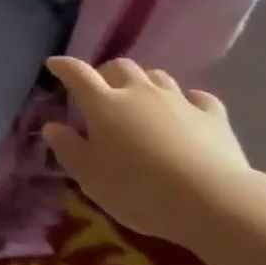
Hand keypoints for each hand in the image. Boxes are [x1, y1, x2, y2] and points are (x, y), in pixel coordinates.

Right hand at [42, 56, 256, 245]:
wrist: (210, 199)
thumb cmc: (138, 191)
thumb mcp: (91, 178)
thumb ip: (69, 149)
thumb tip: (52, 126)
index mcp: (105, 105)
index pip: (78, 74)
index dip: (64, 67)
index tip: (54, 65)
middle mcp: (140, 92)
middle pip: (120, 67)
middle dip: (107, 73)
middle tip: (102, 90)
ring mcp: (178, 100)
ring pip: (157, 77)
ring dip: (144, 83)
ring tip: (141, 100)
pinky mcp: (212, 115)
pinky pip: (197, 98)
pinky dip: (187, 102)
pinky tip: (188, 112)